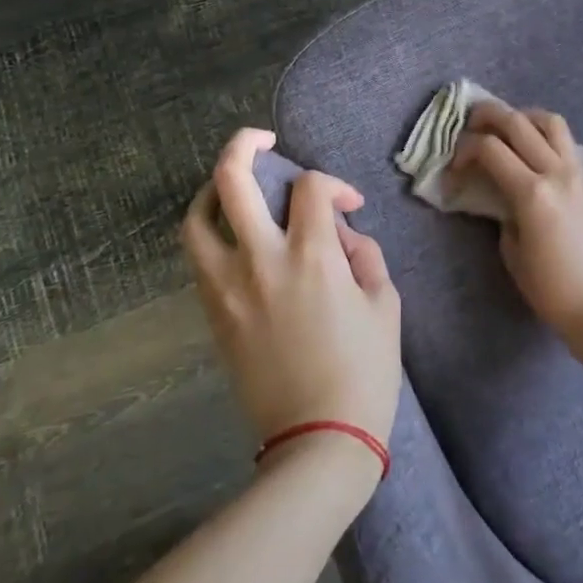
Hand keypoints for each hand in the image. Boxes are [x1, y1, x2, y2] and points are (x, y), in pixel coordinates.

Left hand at [182, 129, 401, 486]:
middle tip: (263, 140)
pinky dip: (211, 232)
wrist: (317, 441)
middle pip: (232, 179)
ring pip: (198, 218)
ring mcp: (229, 287)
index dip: (333, 184)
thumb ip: (366, 256)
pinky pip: (200, 258)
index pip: (310, 186)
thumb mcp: (384, 305)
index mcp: (312, 256)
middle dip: (244, 144)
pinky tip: (233, 235)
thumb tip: (343, 236)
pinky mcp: (214, 314)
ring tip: (232, 186)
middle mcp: (261, 260)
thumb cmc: (364, 372)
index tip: (348, 206)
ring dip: (213, 190)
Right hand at [451, 103, 582, 348]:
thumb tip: (497, 190)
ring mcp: (575, 172)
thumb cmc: (549, 289)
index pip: (490, 149)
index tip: (453, 167)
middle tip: (468, 124)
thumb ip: (501, 210)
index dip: (464, 150)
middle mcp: (555, 172)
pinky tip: (528, 146)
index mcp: (532, 193)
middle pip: (516, 122)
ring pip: (548, 121)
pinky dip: (542, 131)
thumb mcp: (512, 249)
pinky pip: (564, 139)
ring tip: (503, 127)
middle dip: (486, 116)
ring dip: (521, 116)